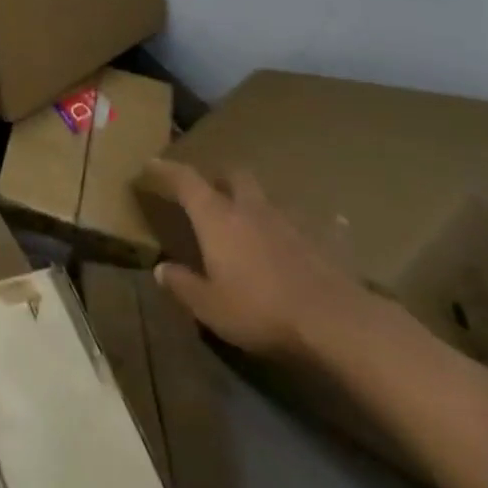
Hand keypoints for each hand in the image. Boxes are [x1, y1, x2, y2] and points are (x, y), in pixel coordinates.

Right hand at [146, 159, 368, 357]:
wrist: (337, 323)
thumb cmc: (261, 310)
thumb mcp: (210, 306)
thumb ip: (182, 285)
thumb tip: (160, 269)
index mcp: (216, 217)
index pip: (184, 180)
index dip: (165, 169)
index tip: (151, 164)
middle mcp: (250, 208)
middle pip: (233, 175)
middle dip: (220, 178)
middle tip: (211, 191)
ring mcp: (291, 221)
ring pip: (270, 197)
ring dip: (258, 202)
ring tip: (254, 217)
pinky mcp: (325, 241)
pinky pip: (317, 224)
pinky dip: (312, 225)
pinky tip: (316, 230)